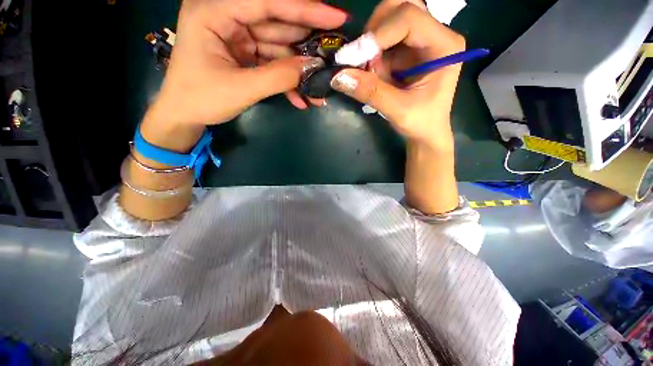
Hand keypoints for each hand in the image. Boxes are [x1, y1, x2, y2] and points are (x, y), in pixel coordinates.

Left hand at [142, 0, 346, 151]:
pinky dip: (287, 81)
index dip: (306, 9)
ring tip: (321, 83)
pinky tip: (301, 98)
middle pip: (278, 23)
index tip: (337, 18)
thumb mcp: (241, 88)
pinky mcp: (245, 55)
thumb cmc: (201, 99)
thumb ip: (279, 76)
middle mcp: (228, 17)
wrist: (185, 116)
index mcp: (215, 11)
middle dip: (307, 41)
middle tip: (334, 51)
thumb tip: (313, 68)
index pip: (268, 3)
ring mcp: (238, 37)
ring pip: (279, 47)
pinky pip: (272, 63)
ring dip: (300, 68)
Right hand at [330, 2, 464, 148]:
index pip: (409, 17)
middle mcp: (435, 34)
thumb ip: (370, 92)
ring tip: (370, 71)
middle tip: (361, 59)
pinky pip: (384, 39)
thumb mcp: (397, 110)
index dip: (378, 34)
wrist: (426, 132)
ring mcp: (420, 40)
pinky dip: (372, 54)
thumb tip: (337, 76)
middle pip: (399, 7)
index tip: (354, 59)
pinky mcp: (407, 50)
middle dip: (373, 31)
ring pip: (389, 20)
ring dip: (371, 43)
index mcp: (444, 45)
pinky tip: (373, 73)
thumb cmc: (421, 123)